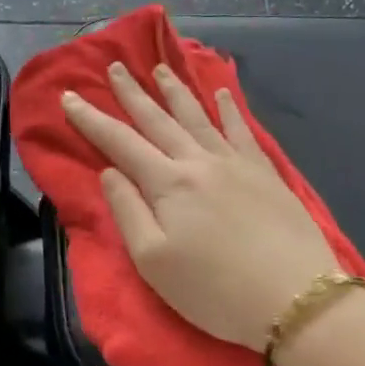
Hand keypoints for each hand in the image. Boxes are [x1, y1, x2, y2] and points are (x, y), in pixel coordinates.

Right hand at [61, 61, 340, 351]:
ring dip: (175, 91)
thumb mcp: (153, 261)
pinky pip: (242, 130)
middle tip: (116, 66)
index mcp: (167, 184)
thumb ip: (128, 211)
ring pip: (198, 117)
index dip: (91, 119)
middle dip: (133, 93)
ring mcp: (236, 164)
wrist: (296, 298)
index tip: (68, 96)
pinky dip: (229, 108)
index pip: (120, 142)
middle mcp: (199, 162)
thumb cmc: (214, 290)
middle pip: (158, 120)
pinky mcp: (266, 174)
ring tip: (160, 68)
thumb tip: (111, 171)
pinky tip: (222, 93)